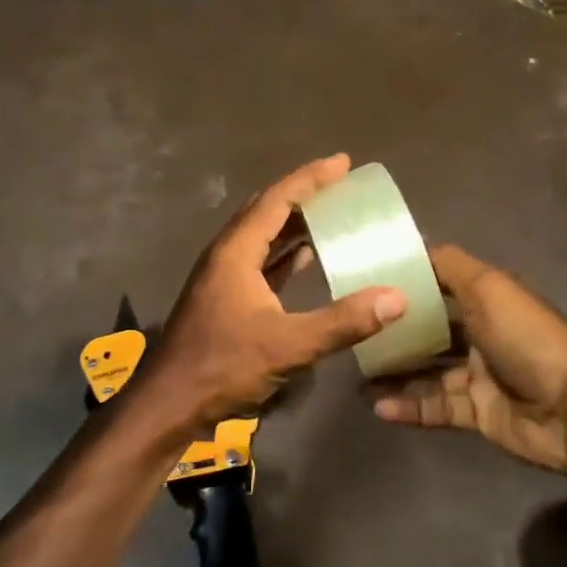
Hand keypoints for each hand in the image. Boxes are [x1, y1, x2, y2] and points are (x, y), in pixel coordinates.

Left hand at [144, 154, 406, 425]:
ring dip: (294, 224)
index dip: (311, 179)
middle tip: (340, 185)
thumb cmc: (223, 366)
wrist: (170, 403)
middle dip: (303, 194)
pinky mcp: (224, 299)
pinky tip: (307, 258)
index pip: (277, 199)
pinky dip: (285, 255)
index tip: (343, 163)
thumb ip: (342, 322)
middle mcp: (226, 255)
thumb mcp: (288, 344)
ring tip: (331, 215)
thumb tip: (396, 298)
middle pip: (267, 211)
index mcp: (236, 251)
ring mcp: (222, 277)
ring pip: (263, 237)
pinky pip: (260, 262)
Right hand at [370, 244, 566, 477]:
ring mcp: (480, 375)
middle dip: (396, 332)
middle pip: (431, 330)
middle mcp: (484, 334)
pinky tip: (377, 405)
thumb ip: (450, 266)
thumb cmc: (527, 339)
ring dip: (395, 373)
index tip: (365, 282)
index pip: (440, 284)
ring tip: (358, 375)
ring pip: (428, 371)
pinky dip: (409, 406)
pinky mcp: (477, 413)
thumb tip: (414, 246)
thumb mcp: (489, 288)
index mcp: (489, 300)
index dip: (407, 283)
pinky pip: (436, 406)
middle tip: (355, 334)